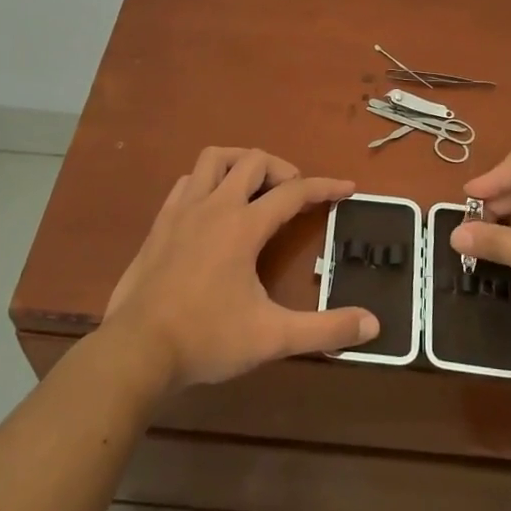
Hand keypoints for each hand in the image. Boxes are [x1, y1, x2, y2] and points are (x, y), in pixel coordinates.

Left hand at [101, 148, 376, 391]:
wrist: (136, 351)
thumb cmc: (207, 339)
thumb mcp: (273, 337)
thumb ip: (325, 329)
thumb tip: (374, 324)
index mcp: (243, 226)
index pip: (293, 192)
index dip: (325, 187)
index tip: (348, 188)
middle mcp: (214, 206)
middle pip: (253, 161)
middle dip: (282, 170)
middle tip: (296, 195)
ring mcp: (182, 211)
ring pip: (214, 159)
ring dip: (241, 163)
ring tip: (256, 187)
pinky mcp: (160, 224)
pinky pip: (187, 182)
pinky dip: (207, 181)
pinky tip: (213, 206)